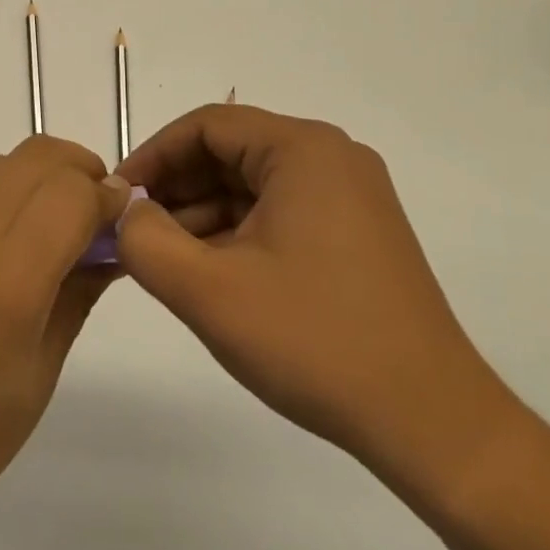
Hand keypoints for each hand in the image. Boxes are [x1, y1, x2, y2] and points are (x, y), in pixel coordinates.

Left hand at [0, 135, 130, 521]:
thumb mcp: (40, 372)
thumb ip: (80, 292)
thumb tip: (113, 242)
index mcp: (5, 281)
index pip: (71, 192)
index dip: (106, 195)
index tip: (118, 219)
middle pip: (37, 158)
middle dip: (77, 172)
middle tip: (88, 213)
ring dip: (33, 182)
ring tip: (36, 231)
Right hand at [116, 103, 518, 496]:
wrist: (431, 424)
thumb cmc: (314, 342)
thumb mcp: (208, 291)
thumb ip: (145, 240)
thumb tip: (124, 210)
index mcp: (303, 150)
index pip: (206, 126)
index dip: (153, 156)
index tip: (118, 198)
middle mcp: (332, 159)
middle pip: (230, 152)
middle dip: (176, 189)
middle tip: (135, 233)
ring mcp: (350, 197)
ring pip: (252, 186)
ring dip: (202, 215)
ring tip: (165, 261)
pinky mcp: (356, 234)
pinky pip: (279, 213)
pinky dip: (237, 234)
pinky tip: (210, 274)